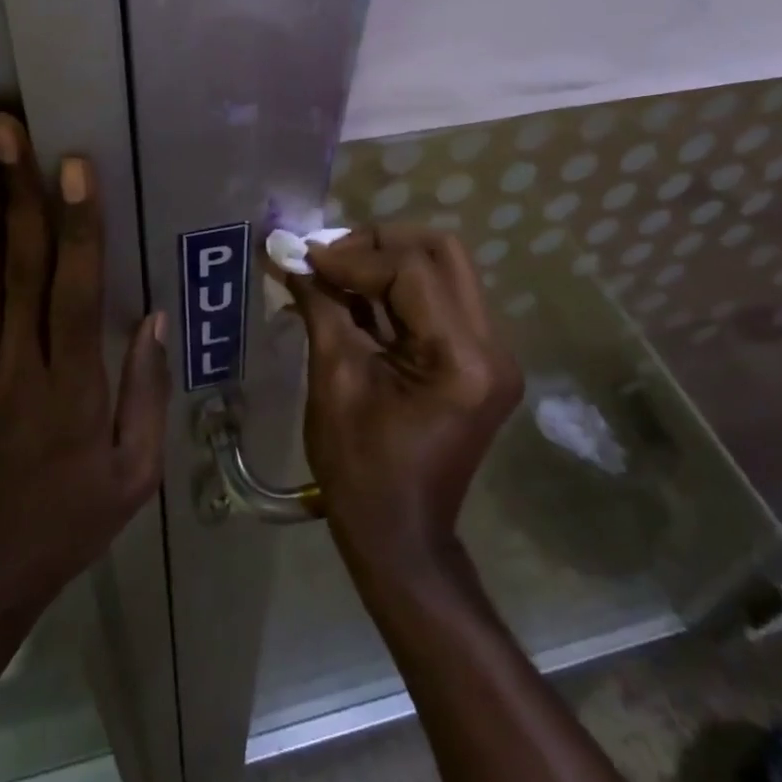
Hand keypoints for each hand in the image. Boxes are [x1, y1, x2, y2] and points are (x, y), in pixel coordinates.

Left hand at [0, 115, 167, 633]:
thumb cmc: (69, 521)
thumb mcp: (133, 473)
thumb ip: (144, 392)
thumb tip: (151, 316)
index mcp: (73, 387)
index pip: (76, 289)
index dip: (77, 224)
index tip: (73, 166)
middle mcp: (17, 368)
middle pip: (17, 268)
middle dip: (15, 193)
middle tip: (4, 130)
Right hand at [283, 225, 520, 573]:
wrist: (400, 536)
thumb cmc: (360, 469)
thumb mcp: (334, 381)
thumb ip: (320, 306)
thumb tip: (290, 255)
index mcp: (462, 359)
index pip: (410, 271)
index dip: (353, 255)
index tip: (305, 256)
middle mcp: (492, 346)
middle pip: (442, 253)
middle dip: (379, 244)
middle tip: (330, 256)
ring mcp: (492, 352)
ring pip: (444, 269)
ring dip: (387, 262)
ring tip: (335, 271)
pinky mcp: (479, 359)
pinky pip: (439, 298)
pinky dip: (396, 288)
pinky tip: (355, 294)